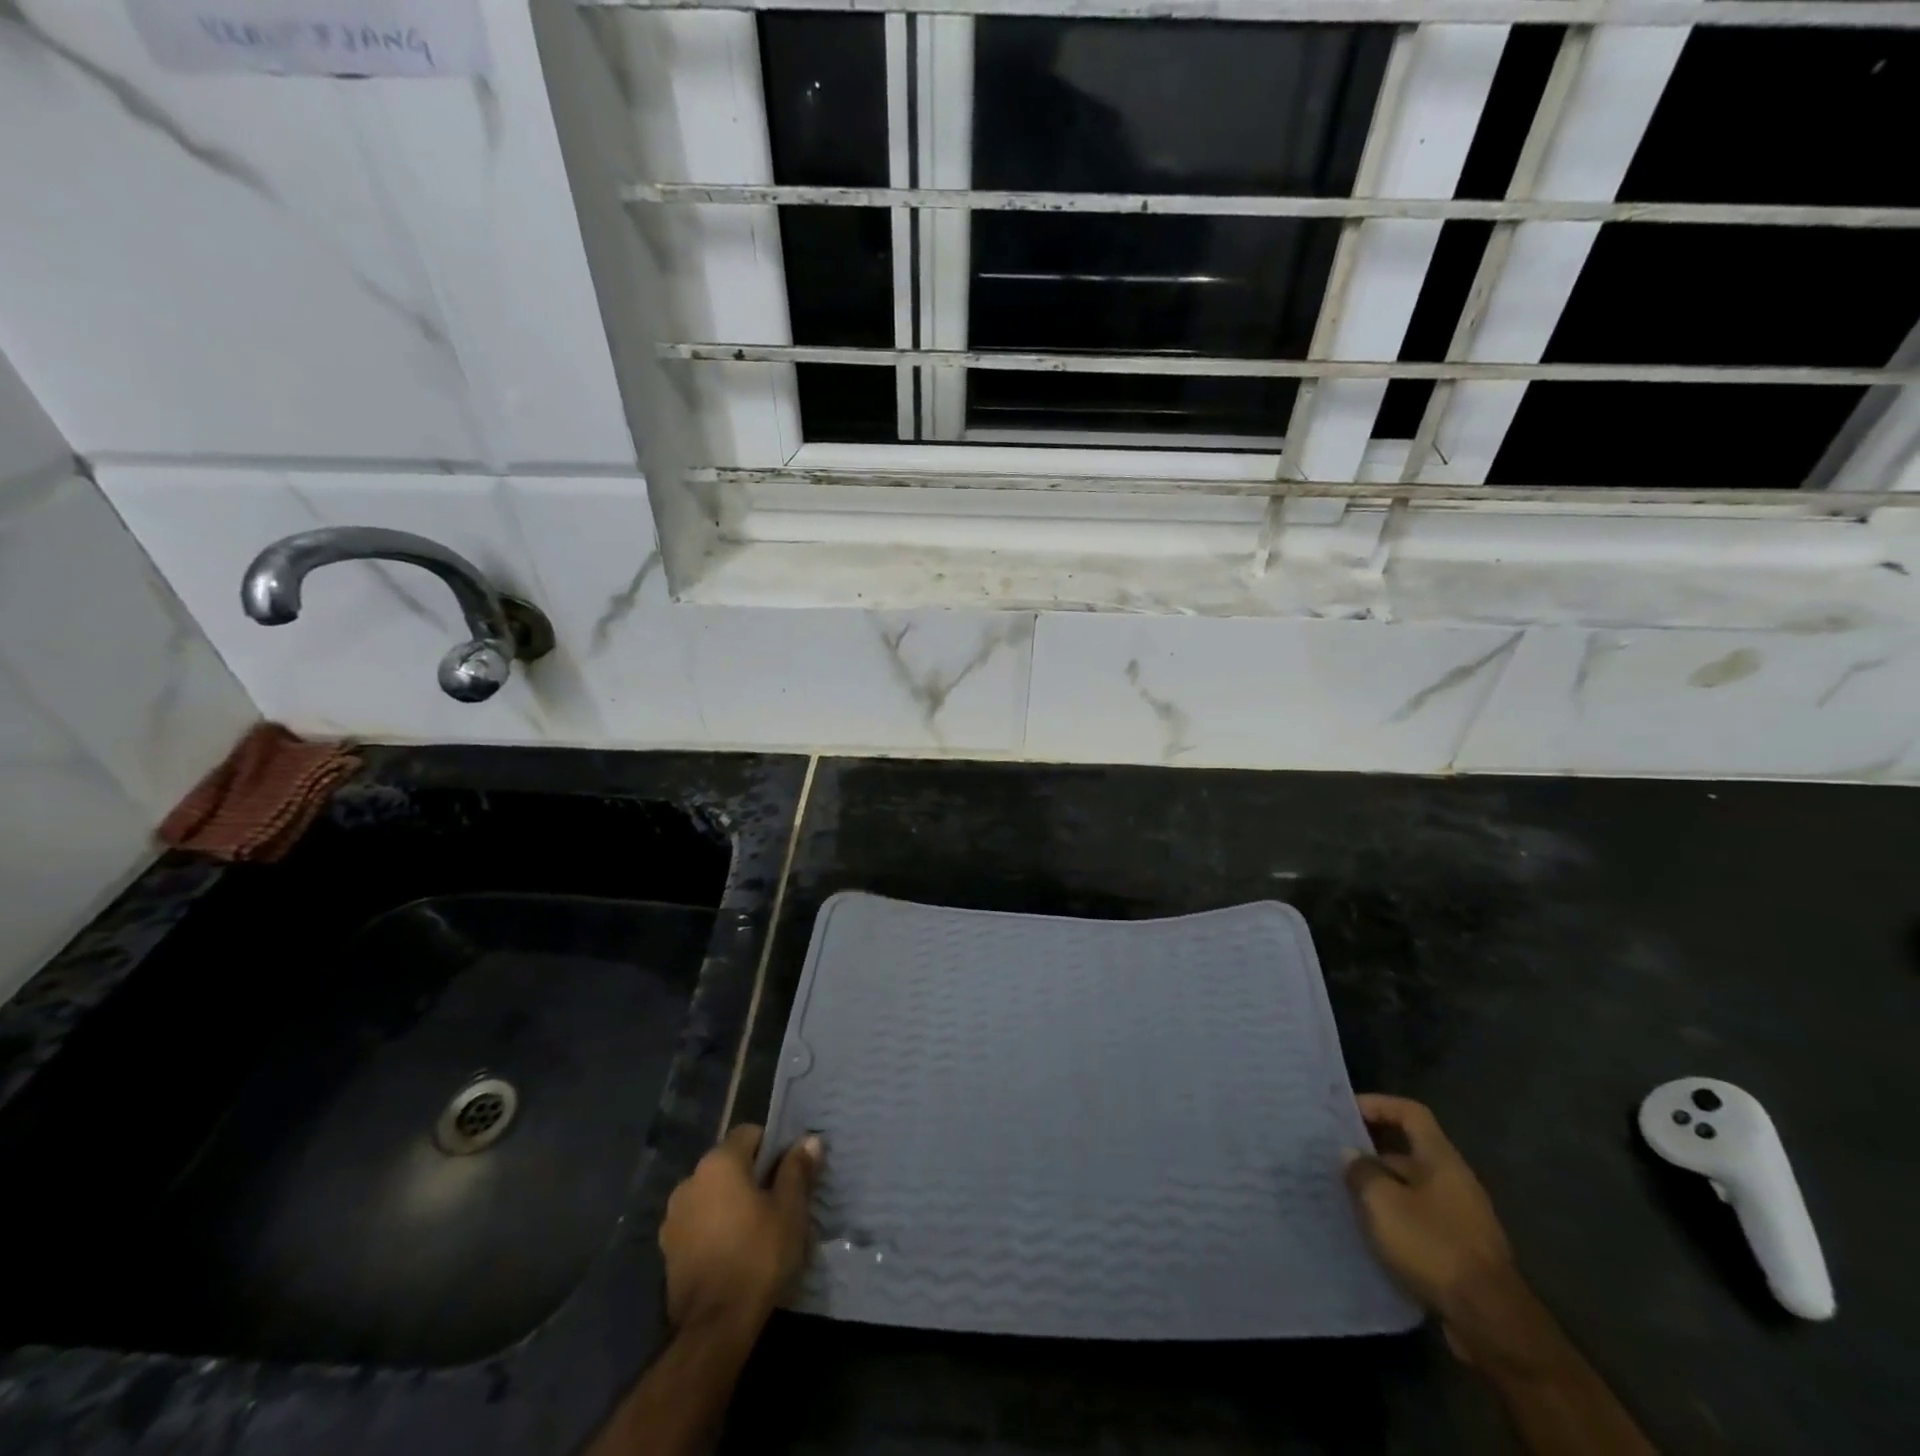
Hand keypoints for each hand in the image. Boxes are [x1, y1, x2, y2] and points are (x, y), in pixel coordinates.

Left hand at [659, 1124, 821, 1335]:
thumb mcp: (790, 1209)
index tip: (790, 1173)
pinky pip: (698, 1224)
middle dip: (752, 1177)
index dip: (773, 1148)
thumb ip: (797, 1169)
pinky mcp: (667, 1250)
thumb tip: (809, 1140)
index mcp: (719, 1162)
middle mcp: (689, 1180)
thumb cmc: (758, 1256)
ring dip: (730, 1203)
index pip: (750, 1133)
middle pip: (729, 1164)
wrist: (715, 1327)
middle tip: (778, 1202)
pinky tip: (733, 1252)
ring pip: (712, 1195)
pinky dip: (714, 1229)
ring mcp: (673, 1217)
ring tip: (755, 1230)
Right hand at [1344, 1094, 1549, 1372]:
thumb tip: (1350, 1155)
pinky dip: (1394, 1221)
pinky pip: (1419, 1221)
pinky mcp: (1459, 1251)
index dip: (1378, 1104)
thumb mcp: (1383, 1202)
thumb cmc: (1433, 1245)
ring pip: (1411, 1189)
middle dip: (1371, 1153)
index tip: (1345, 1112)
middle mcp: (1454, 1182)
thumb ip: (1361, 1171)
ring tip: (1343, 1197)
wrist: (1489, 1321)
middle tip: (1334, 1158)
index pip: (1410, 1112)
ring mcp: (1460, 1218)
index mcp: (1441, 1159)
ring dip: (1380, 1190)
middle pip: (1408, 1151)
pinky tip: (1369, 1234)